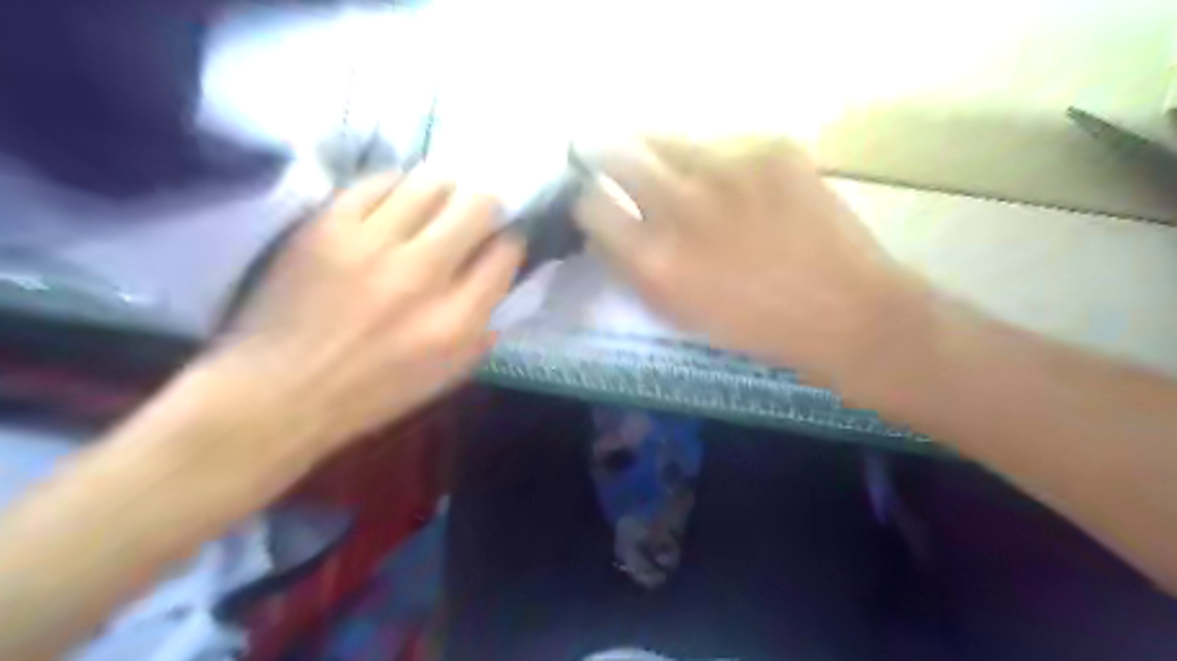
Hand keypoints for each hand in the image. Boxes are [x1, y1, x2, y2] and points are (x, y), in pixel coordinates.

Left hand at [212, 169, 523, 454]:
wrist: (280, 391)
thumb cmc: (373, 393)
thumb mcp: (448, 375)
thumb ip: (483, 326)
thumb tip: (499, 278)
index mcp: (456, 321)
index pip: (505, 254)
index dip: (509, 241)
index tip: (499, 241)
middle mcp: (422, 276)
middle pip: (477, 206)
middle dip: (485, 205)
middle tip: (473, 215)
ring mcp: (372, 245)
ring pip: (430, 183)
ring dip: (442, 191)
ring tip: (433, 205)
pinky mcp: (328, 226)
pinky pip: (378, 182)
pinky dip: (395, 188)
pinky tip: (393, 203)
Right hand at [578, 137, 928, 387]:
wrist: (844, 311)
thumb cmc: (754, 327)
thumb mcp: (677, 311)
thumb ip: (634, 268)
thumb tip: (608, 229)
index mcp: (655, 261)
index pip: (590, 204)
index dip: (586, 199)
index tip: (594, 200)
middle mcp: (682, 208)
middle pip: (615, 154)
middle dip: (605, 156)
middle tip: (615, 164)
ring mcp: (728, 170)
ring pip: (665, 138)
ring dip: (659, 154)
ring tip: (680, 173)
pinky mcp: (771, 149)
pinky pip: (722, 143)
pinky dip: (718, 161)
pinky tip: (740, 186)